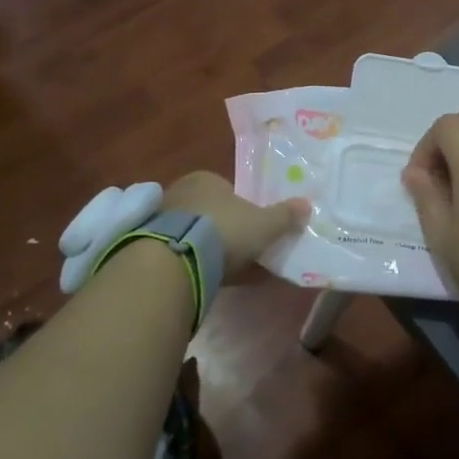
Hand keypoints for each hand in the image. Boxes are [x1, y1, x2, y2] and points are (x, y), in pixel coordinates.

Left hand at [164, 172, 308, 271]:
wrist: (178, 258)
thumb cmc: (226, 230)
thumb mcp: (264, 224)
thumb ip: (285, 216)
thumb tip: (307, 205)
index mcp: (206, 179)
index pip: (228, 190)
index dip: (243, 210)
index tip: (253, 231)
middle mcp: (181, 192)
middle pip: (211, 212)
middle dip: (225, 230)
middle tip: (243, 252)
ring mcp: (162, 219)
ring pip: (195, 233)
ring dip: (209, 248)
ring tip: (227, 271)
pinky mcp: (151, 245)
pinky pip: (182, 252)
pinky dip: (196, 262)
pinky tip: (208, 279)